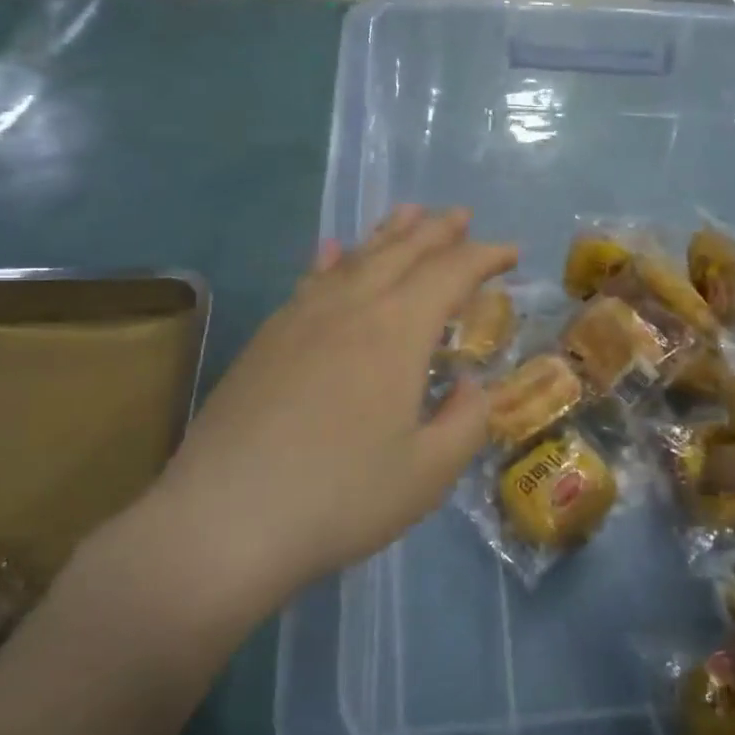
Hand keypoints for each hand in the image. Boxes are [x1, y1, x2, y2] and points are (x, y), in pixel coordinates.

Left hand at [124, 206, 516, 625]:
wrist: (223, 521)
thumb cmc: (340, 498)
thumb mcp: (428, 473)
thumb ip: (466, 421)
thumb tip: (470, 386)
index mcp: (397, 331)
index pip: (450, 273)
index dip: (484, 257)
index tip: (511, 253)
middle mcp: (351, 307)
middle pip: (402, 252)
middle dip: (437, 231)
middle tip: (461, 215)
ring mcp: (302, 318)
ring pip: (355, 258)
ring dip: (388, 234)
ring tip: (408, 213)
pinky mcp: (268, 338)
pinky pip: (310, 280)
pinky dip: (331, 260)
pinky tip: (331, 250)